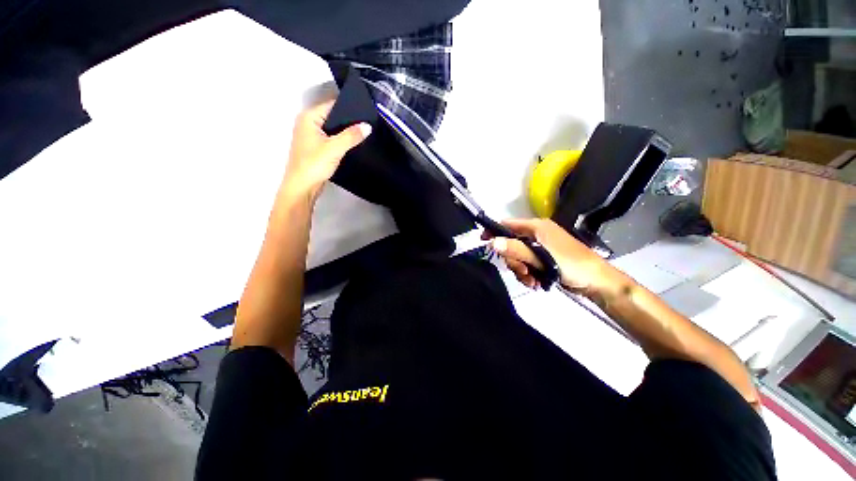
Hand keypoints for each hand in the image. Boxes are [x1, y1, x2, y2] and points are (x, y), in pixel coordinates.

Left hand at [282, 100, 371, 202]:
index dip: (349, 108)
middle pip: (333, 116)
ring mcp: (311, 136)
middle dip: (348, 121)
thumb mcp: (335, 148)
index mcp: (308, 117)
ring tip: (363, 133)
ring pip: (332, 129)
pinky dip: (340, 141)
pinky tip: (351, 144)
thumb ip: (352, 136)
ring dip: (345, 132)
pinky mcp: (316, 148)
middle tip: (367, 123)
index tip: (365, 112)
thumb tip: (367, 126)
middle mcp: (307, 123)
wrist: (303, 187)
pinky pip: (331, 139)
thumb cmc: (313, 165)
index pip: (332, 105)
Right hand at [485, 218, 608, 290]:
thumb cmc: (571, 265)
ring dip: (521, 270)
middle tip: (522, 272)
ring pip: (518, 257)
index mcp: (536, 227)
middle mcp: (536, 235)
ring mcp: (540, 248)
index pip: (508, 225)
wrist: (597, 282)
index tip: (484, 243)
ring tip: (531, 280)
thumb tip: (493, 242)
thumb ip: (516, 249)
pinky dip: (528, 274)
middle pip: (511, 244)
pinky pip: (527, 264)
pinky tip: (535, 283)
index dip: (494, 232)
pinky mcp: (544, 260)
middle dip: (513, 260)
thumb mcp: (542, 257)